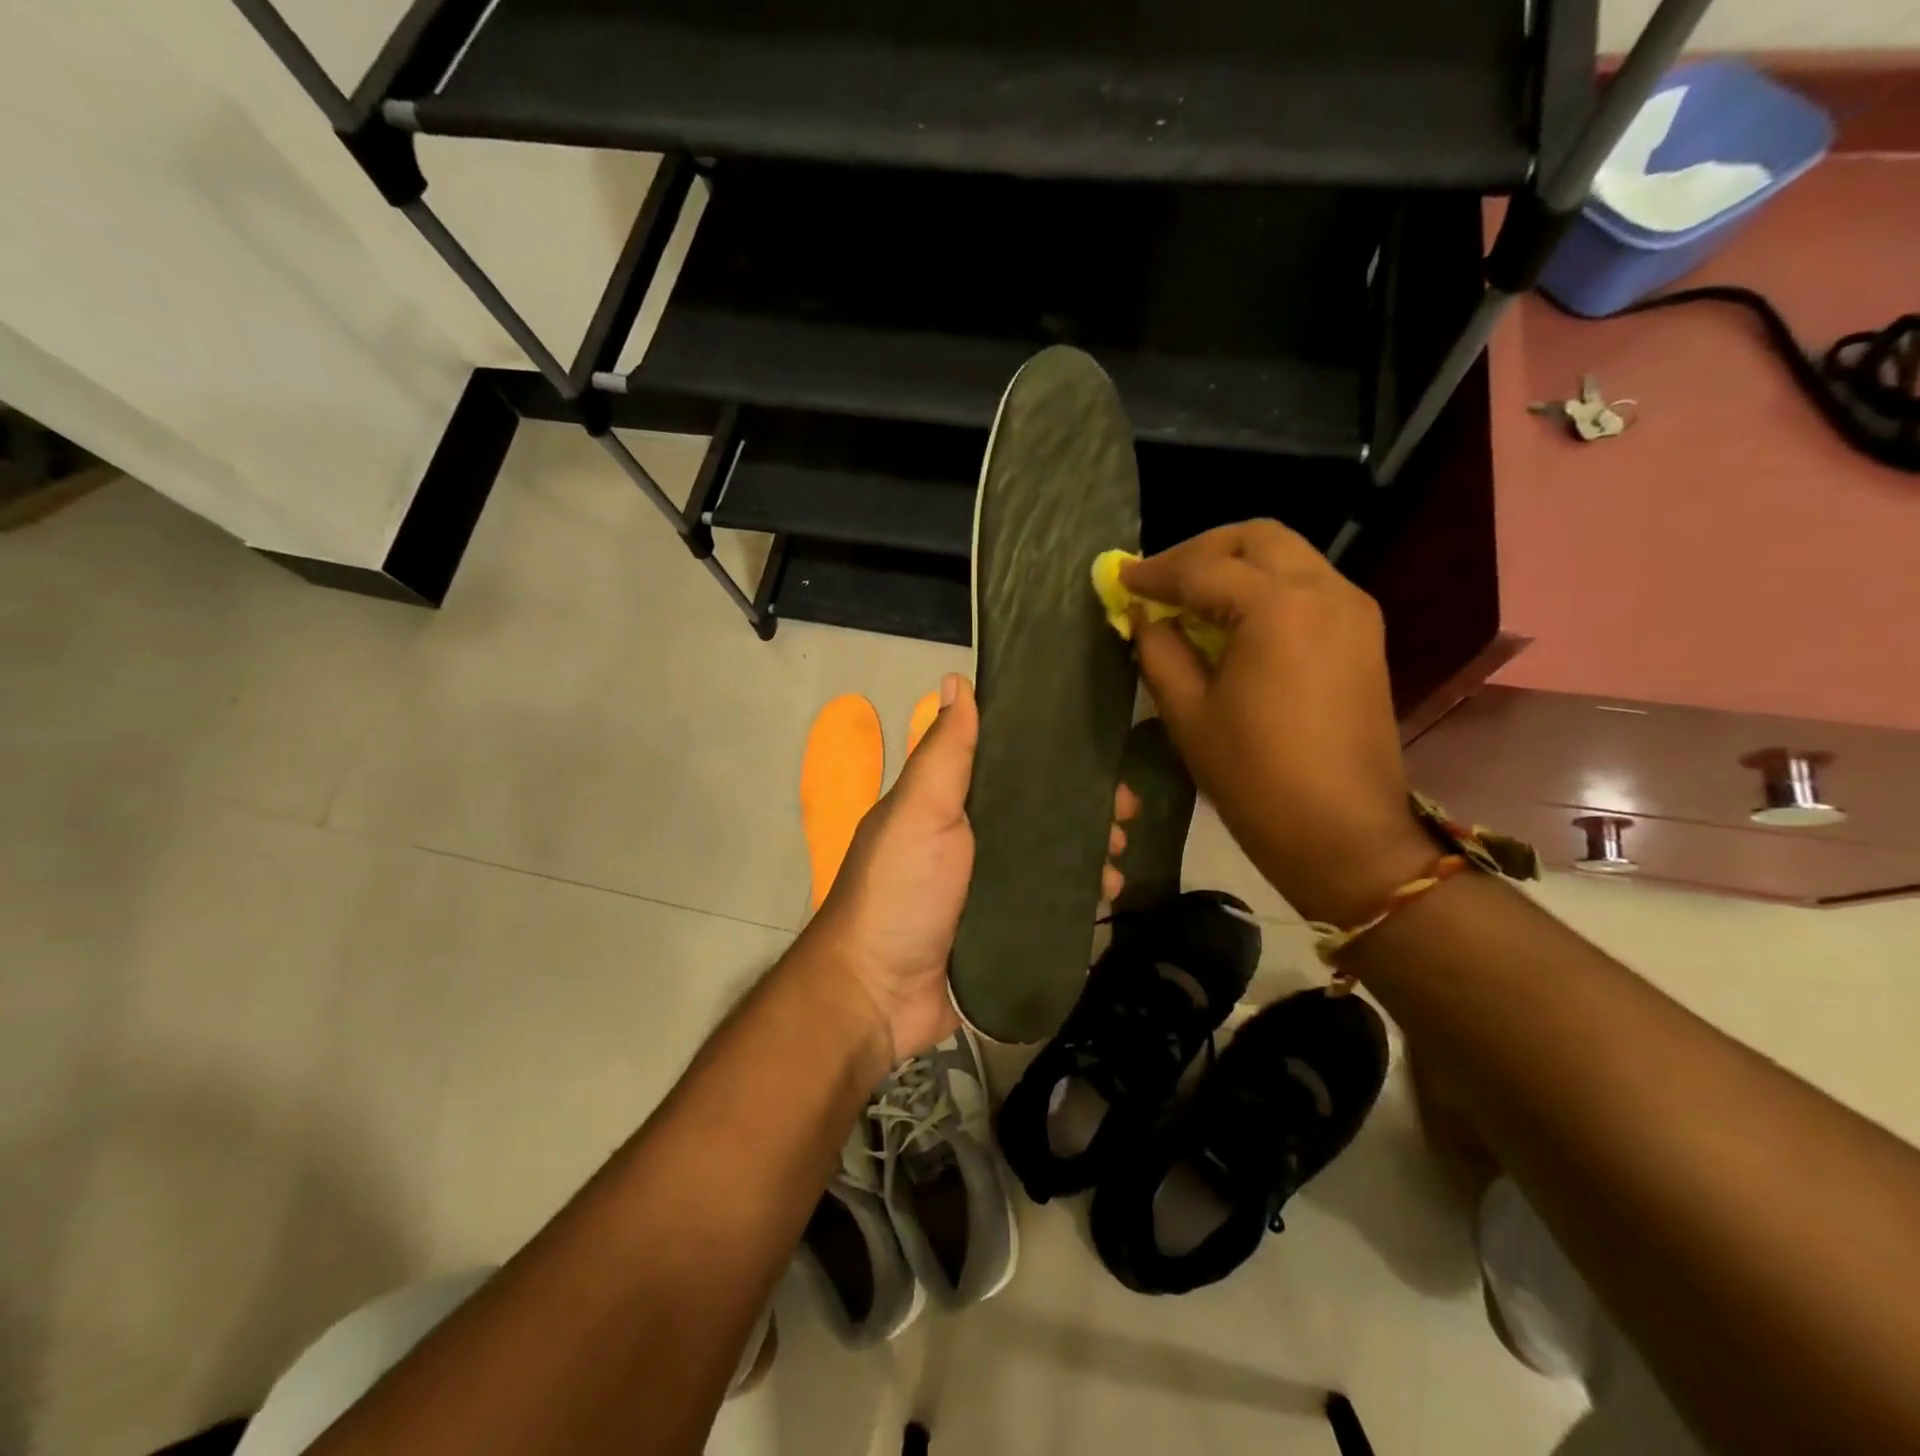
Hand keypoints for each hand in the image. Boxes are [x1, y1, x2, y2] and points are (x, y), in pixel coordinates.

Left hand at [797, 677, 1139, 1063]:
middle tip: (1124, 817)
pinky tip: (1108, 898)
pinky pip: (1053, 906)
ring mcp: (991, 888)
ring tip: (1119, 861)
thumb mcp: (920, 810)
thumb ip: (944, 752)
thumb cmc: (900, 889)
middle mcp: (974, 841)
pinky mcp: (1007, 931)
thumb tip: (958, 678)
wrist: (878, 994)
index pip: (1014, 768)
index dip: (1057, 759)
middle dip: (1087, 811)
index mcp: (952, 805)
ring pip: (1055, 859)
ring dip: (1092, 854)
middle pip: (1043, 814)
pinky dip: (1082, 898)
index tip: (1101, 759)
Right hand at [1124, 521, 1432, 924]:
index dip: (1155, 573)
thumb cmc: (1255, 778)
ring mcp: (1353, 611)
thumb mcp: (1189, 714)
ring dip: (1235, 566)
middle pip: (1257, 538)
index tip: (1119, 579)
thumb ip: (1160, 651)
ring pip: (1287, 556)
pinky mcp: (1363, 636)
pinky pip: (1307, 586)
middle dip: (1201, 551)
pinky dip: (1265, 588)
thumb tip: (1144, 616)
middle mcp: (1325, 591)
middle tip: (1160, 581)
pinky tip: (1233, 622)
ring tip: (1191, 600)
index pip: (1205, 568)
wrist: (1343, 834)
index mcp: (1278, 608)